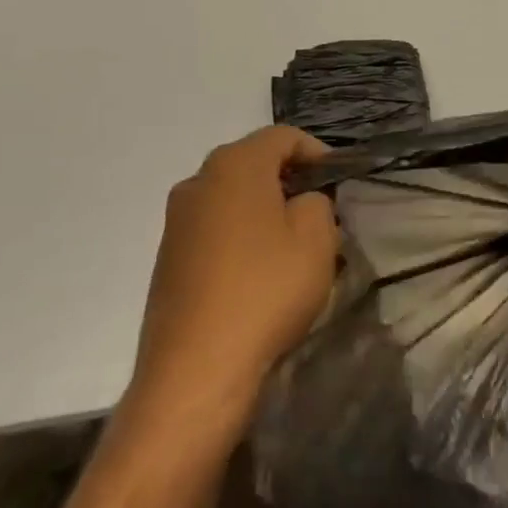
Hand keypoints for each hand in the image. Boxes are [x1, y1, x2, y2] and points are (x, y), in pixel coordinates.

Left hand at [124, 126, 336, 444]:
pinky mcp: (167, 258)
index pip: (283, 137)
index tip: (339, 182)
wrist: (197, 370)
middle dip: (291, 180)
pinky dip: (242, 235)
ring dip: (266, 209)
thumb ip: (317, 202)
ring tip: (294, 245)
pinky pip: (215, 228)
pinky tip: (260, 271)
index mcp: (234, 166)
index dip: (318, 152)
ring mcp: (176, 222)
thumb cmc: (266, 290)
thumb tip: (300, 203)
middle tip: (322, 211)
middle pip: (254, 163)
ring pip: (233, 197)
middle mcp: (197, 182)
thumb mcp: (317, 238)